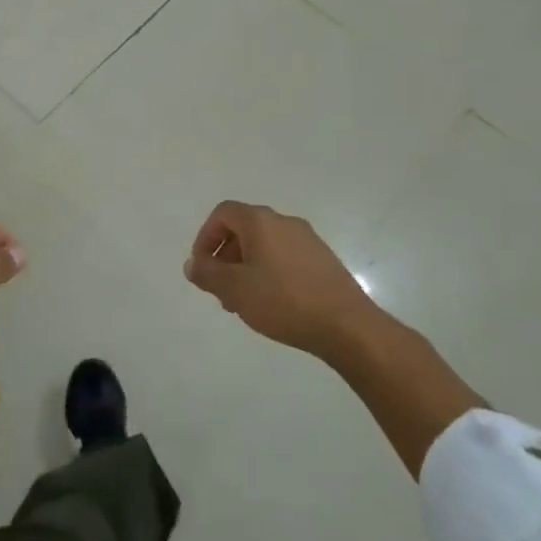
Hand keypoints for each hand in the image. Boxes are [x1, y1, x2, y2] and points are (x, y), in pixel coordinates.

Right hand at [184, 201, 373, 358]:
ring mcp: (308, 240)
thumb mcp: (234, 289)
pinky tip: (272, 303)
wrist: (347, 326)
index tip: (202, 267)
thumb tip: (193, 263)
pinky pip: (285, 257)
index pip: (223, 213)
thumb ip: (208, 273)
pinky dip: (269, 272)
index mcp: (261, 221)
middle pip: (244, 229)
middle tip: (220, 289)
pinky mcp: (324, 260)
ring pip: (265, 245)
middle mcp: (285, 222)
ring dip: (246, 267)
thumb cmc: (283, 301)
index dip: (205, 237)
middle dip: (226, 256)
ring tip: (244, 302)